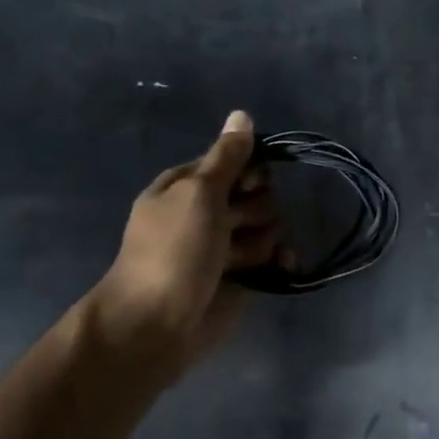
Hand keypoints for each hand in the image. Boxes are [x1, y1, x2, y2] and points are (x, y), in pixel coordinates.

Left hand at [82, 110, 282, 384]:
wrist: (157, 324)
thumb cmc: (172, 251)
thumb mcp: (198, 194)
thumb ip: (227, 157)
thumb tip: (242, 114)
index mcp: (190, 184)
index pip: (237, 161)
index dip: (249, 172)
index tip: (246, 186)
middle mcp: (210, 210)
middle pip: (259, 193)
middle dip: (254, 211)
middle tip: (231, 229)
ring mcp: (227, 244)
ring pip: (270, 225)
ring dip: (259, 241)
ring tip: (236, 262)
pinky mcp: (243, 275)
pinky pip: (275, 256)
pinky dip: (279, 260)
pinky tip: (280, 268)